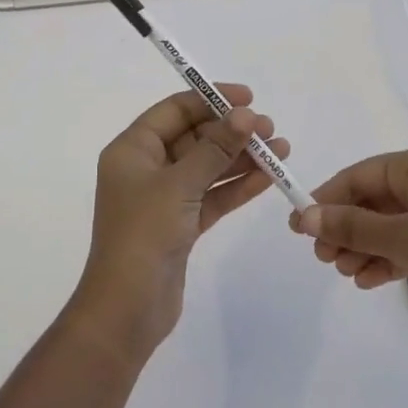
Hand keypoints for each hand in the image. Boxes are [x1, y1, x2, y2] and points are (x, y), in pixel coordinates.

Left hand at [68, 85, 288, 364]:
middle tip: (270, 129)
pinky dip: (237, 186)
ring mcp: (164, 198)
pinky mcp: (181, 225)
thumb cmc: (143, 234)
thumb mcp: (179, 185)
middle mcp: (146, 168)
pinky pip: (213, 196)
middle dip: (231, 131)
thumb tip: (245, 115)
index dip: (211, 100)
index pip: (174, 111)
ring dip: (241, 158)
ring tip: (281, 151)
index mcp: (132, 149)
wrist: (127, 309)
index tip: (249, 98)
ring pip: (208, 168)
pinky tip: (268, 177)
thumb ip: (215, 148)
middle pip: (194, 137)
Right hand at [297, 144, 407, 347]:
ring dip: (364, 246)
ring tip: (342, 273)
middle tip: (321, 258)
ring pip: (391, 224)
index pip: (360, 174)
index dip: (327, 199)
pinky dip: (389, 258)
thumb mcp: (402, 239)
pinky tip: (368, 281)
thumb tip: (305, 216)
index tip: (299, 227)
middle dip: (345, 227)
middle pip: (374, 199)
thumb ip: (351, 227)